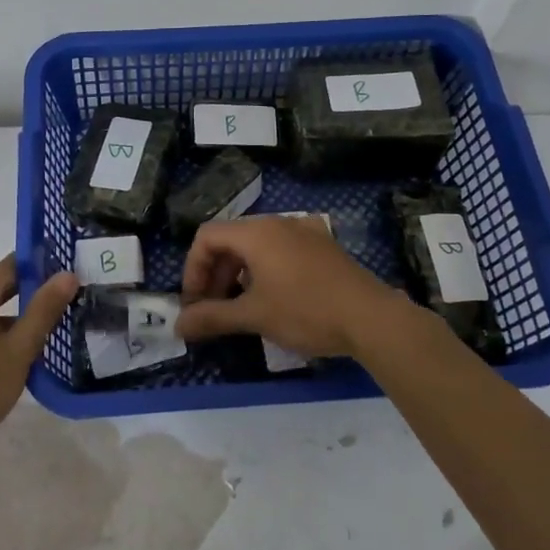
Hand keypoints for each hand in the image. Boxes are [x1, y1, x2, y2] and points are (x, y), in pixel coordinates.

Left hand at [0, 255, 78, 456]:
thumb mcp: (18, 350)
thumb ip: (43, 311)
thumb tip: (67, 274)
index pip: (12, 264)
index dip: (40, 264)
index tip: (67, 271)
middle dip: (30, 293)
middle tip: (64, 300)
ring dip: (14, 320)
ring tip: (45, 334)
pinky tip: (14, 359)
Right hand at [174, 215, 404, 356]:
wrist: (372, 318)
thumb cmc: (306, 311)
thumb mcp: (254, 316)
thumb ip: (212, 317)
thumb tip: (177, 326)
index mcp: (256, 232)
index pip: (206, 236)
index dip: (193, 269)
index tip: (195, 303)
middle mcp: (278, 223)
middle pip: (231, 239)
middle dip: (215, 273)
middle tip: (214, 309)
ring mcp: (305, 231)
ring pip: (257, 244)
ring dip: (239, 272)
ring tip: (241, 306)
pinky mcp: (324, 246)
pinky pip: (282, 249)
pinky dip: (266, 268)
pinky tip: (275, 296)